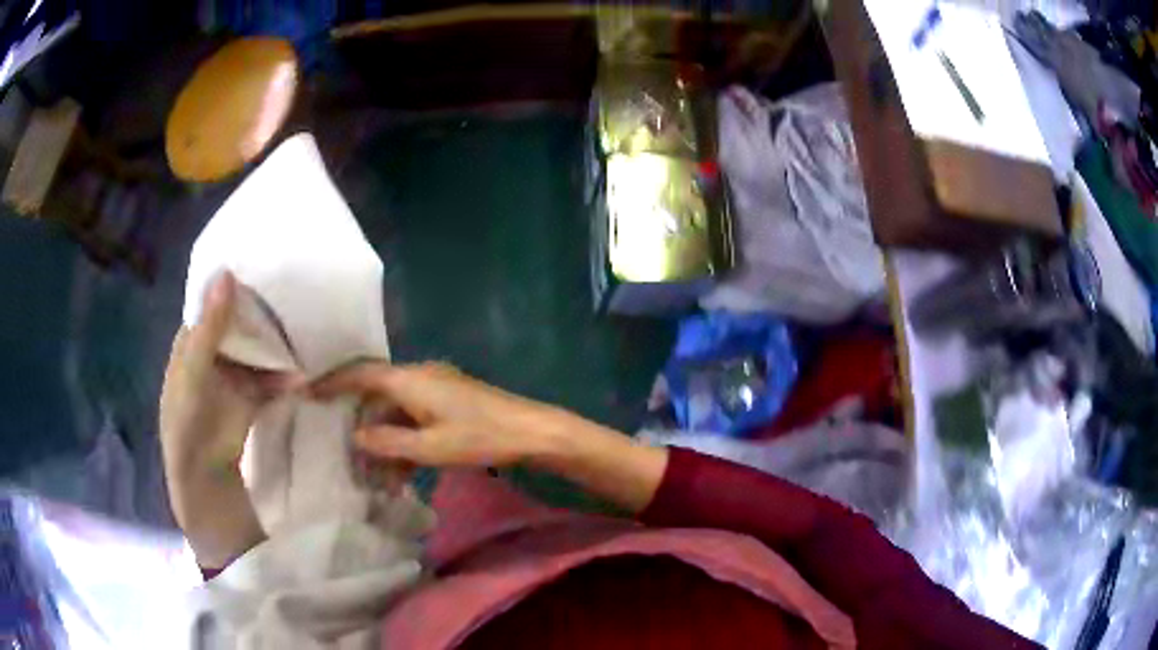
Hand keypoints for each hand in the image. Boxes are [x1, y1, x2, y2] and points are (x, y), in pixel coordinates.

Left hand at [159, 271, 298, 568]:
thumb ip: (210, 327)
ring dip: (276, 348)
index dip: (233, 286)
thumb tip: (227, 274)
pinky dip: (284, 381)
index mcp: (192, 341)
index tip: (262, 266)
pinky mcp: (251, 399)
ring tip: (304, 337)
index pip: (213, 303)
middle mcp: (213, 353)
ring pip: (257, 351)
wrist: (204, 477)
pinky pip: (270, 381)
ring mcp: (234, 376)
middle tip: (293, 294)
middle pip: (239, 324)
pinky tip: (301, 381)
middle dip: (261, 313)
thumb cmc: (187, 422)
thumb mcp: (194, 371)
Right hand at [311, 361, 565, 468]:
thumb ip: (388, 442)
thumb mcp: (429, 448)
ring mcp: (437, 387)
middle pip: (377, 396)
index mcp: (410, 380)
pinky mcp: (450, 401)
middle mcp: (419, 376)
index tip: (308, 393)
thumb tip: (356, 436)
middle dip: (363, 427)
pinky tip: (403, 472)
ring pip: (397, 412)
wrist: (532, 431)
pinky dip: (406, 441)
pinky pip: (416, 418)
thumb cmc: (480, 438)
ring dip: (386, 441)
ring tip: (379, 478)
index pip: (360, 374)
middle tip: (348, 455)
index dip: (332, 382)